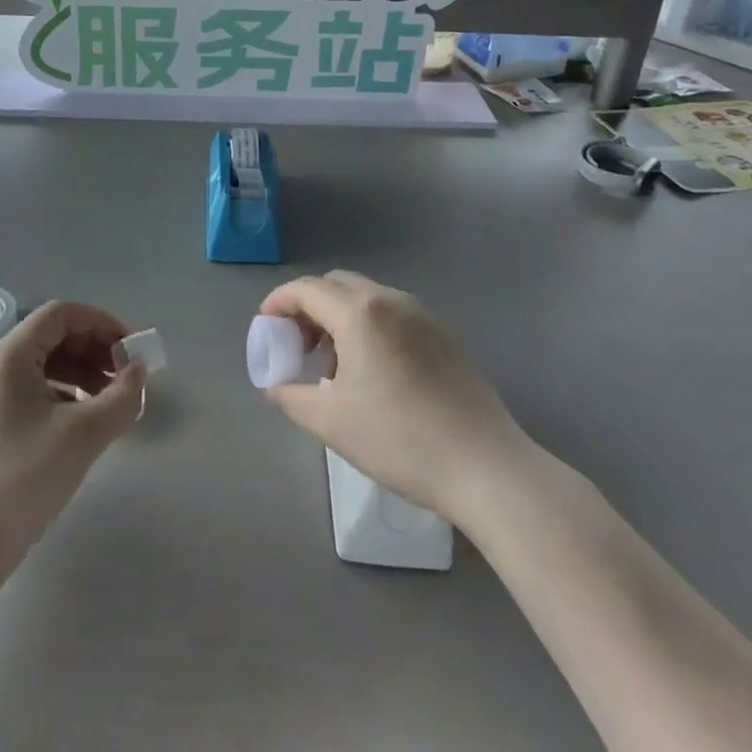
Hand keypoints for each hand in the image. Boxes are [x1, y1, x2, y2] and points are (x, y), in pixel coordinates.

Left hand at [0, 301, 144, 561]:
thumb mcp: (83, 436)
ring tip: (108, 401)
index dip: (101, 323)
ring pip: (40, 365)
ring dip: (79, 372)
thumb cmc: (23, 479)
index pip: (61, 314)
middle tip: (125, 377)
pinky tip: (79, 422)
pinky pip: (28, 390)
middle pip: (50, 336)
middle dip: (93, 349)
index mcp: (7, 356)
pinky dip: (59, 394)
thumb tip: (139, 371)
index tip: (131, 350)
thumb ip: (120, 397)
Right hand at [259, 271, 524, 515]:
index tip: (266, 326)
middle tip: (298, 346)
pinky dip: (370, 328)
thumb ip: (290, 396)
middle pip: (336, 285)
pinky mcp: (445, 335)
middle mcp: (390, 300)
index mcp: (359, 312)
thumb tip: (275, 386)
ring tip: (334, 365)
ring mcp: (423, 315)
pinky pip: (394, 315)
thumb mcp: (331, 422)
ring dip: (340, 318)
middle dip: (309, 307)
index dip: (279, 302)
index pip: (306, 289)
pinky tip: (374, 373)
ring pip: (367, 298)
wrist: (485, 466)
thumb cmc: (399, 439)